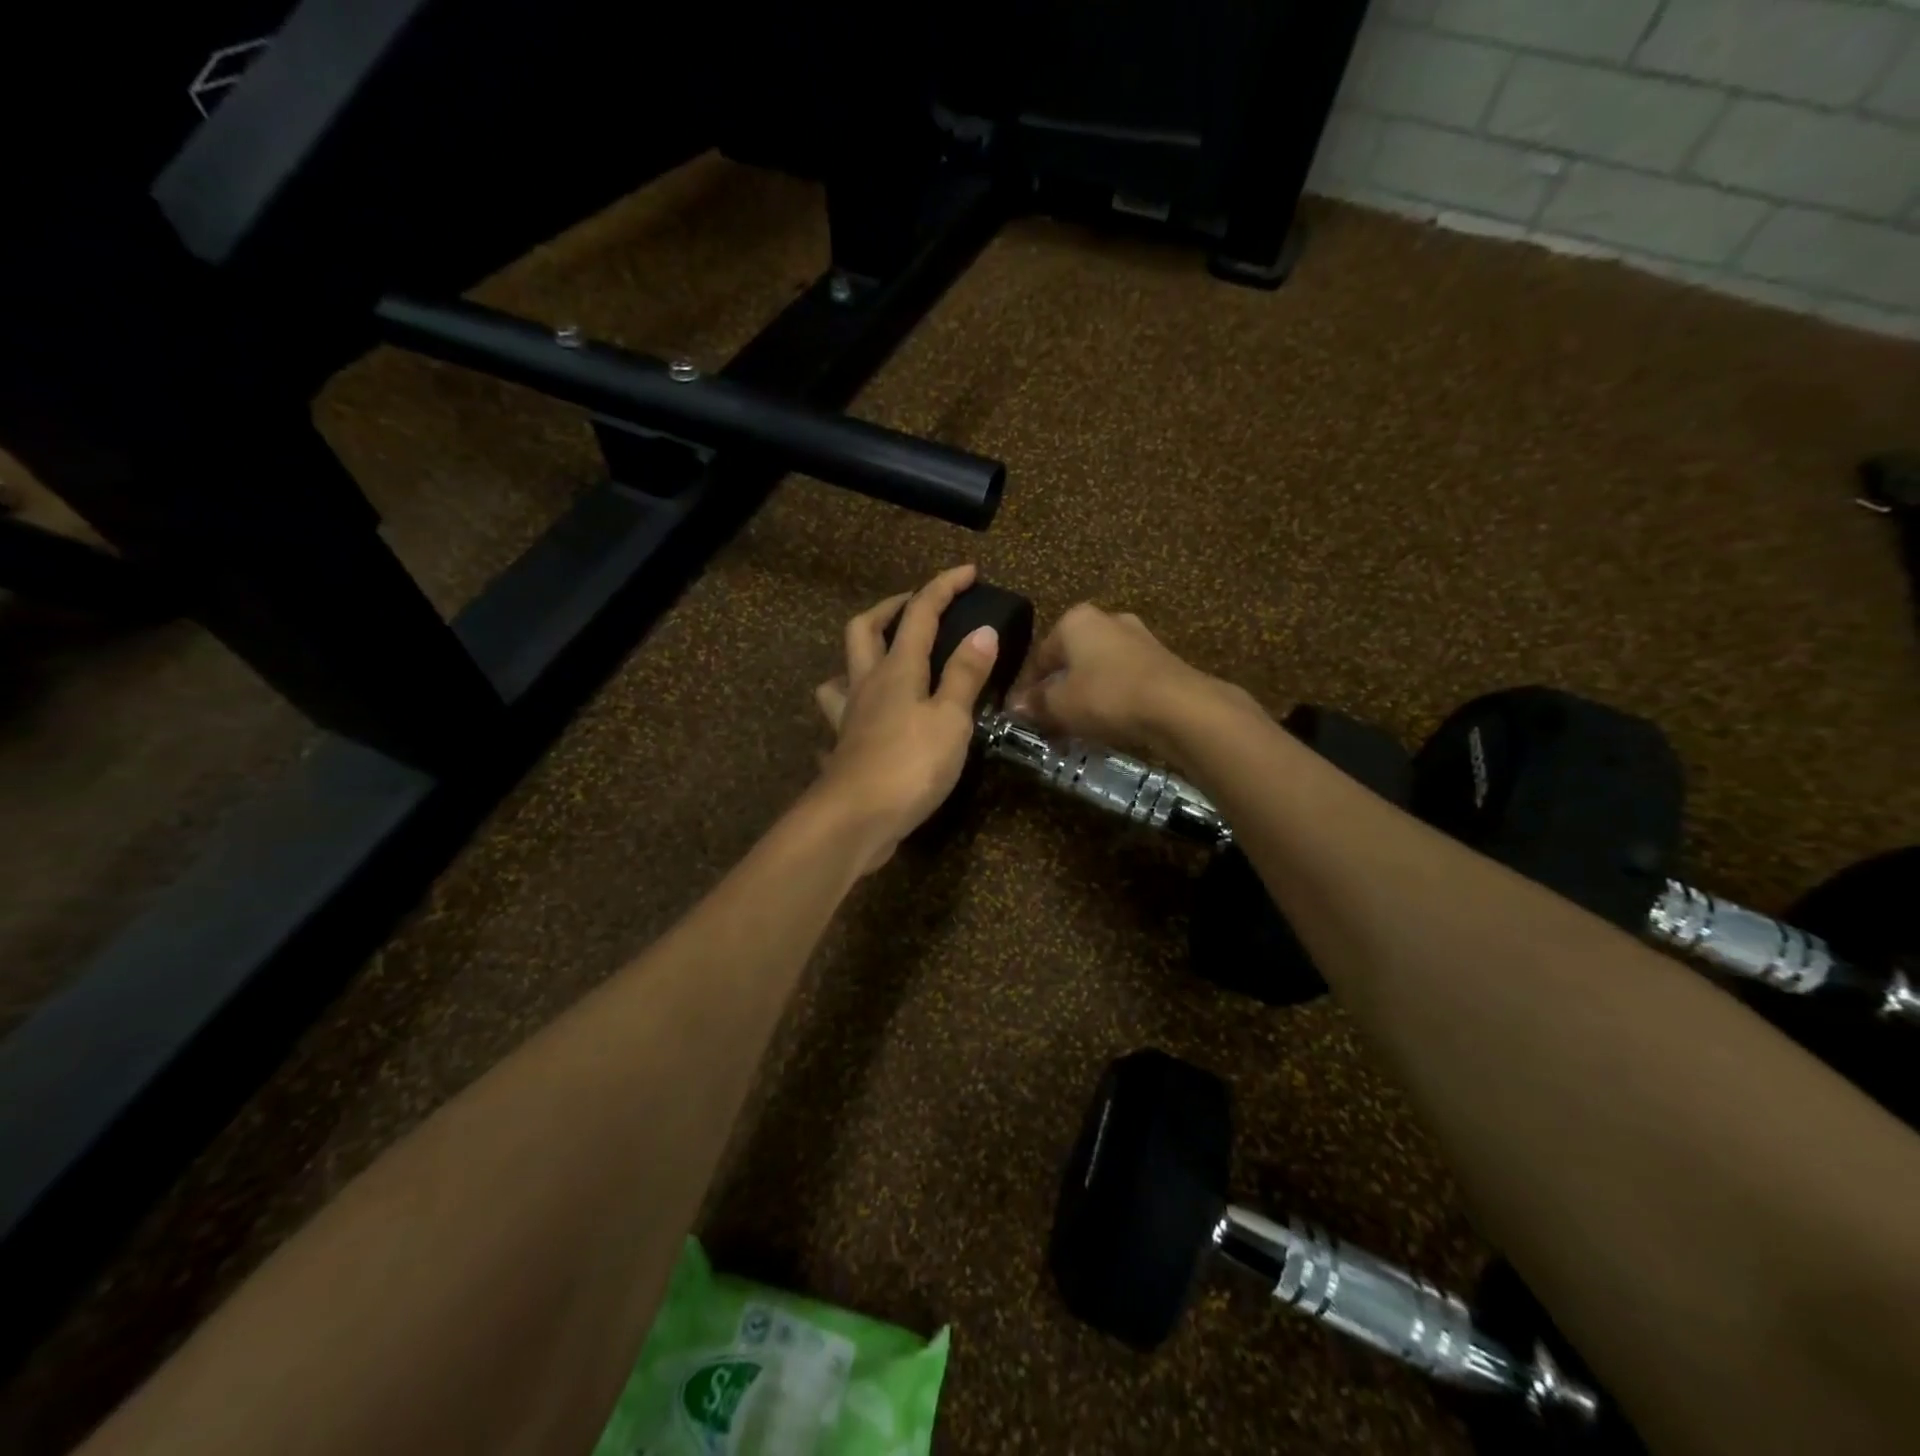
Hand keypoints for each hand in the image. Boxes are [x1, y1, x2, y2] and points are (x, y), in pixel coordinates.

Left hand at [813, 565, 1000, 871]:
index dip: (944, 587)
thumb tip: (983, 631)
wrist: (854, 820)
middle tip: (915, 608)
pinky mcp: (844, 748)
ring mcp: (849, 717)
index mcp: (897, 669)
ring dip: (861, 655)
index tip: (969, 571)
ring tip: (886, 661)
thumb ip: (965, 676)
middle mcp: (867, 684)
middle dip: (890, 608)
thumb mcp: (950, 719)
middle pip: (864, 629)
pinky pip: (841, 716)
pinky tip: (867, 721)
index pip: (920, 613)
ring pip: (843, 671)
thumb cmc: (910, 765)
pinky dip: (853, 709)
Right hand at [1007, 604, 1223, 762]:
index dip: (1026, 688)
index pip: (1039, 655)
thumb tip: (1016, 707)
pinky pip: (1122, 682)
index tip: (1020, 715)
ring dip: (1083, 699)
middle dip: (1057, 692)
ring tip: (1074, 730)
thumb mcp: (1060, 705)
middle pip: (1070, 661)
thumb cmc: (1107, 696)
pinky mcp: (1161, 662)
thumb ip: (1035, 704)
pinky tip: (1105, 726)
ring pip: (1097, 672)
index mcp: (1076, 620)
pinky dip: (1109, 701)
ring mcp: (1138, 639)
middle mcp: (1107, 620)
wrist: (1178, 707)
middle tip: (1047, 723)